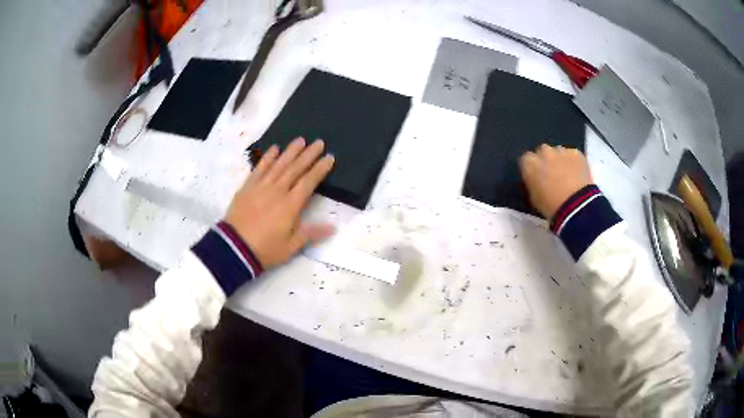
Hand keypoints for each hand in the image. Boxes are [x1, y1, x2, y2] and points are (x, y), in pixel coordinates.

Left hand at [225, 138, 335, 268]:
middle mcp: (277, 190)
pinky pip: (259, 169)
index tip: (329, 157)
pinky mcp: (248, 187)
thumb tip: (333, 227)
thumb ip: (311, 233)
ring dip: (290, 151)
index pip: (309, 182)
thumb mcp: (291, 246)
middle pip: (295, 168)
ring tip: (300, 140)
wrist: (234, 248)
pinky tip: (274, 149)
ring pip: (278, 165)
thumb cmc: (265, 249)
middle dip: (308, 154)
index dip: (320, 169)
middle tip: (319, 142)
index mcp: (291, 205)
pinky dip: (267, 158)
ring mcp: (261, 187)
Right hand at [519, 144, 592, 218]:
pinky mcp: (576, 153)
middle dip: (546, 160)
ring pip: (559, 152)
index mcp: (529, 164)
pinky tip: (578, 175)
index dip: (533, 168)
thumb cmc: (550, 206)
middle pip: (543, 152)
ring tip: (567, 176)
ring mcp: (561, 151)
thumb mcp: (534, 197)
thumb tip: (536, 180)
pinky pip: (573, 155)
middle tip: (553, 175)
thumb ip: (533, 183)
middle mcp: (543, 152)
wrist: (575, 206)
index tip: (537, 177)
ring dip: (560, 160)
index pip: (526, 160)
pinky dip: (574, 163)